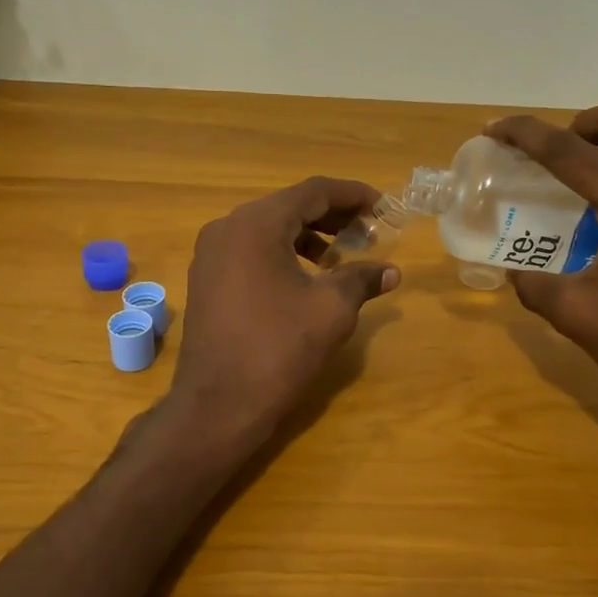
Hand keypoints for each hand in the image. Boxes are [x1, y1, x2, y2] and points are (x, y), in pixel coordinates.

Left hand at [170, 177, 400, 439]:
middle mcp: (227, 228)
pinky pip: (250, 252)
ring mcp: (210, 255)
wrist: (218, 405)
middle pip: (288, 207)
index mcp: (256, 224)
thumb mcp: (331, 310)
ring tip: (341, 257)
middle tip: (369, 232)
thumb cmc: (278, 350)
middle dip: (332, 216)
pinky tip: (306, 278)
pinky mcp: (206, 280)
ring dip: (308, 237)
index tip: (384, 206)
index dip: (353, 195)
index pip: (313, 192)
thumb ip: (361, 279)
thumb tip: (391, 271)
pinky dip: (282, 255)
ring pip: (268, 230)